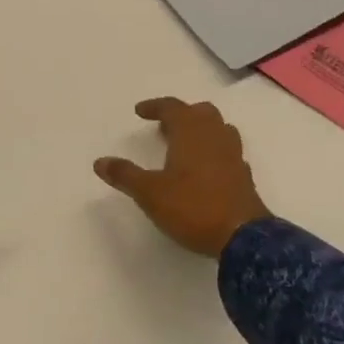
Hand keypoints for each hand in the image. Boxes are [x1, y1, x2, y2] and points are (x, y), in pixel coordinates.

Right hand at [93, 97, 271, 257]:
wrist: (242, 237)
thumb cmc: (192, 207)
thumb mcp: (149, 193)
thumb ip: (125, 175)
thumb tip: (100, 162)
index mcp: (191, 132)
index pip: (172, 107)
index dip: (155, 107)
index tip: (140, 112)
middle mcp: (214, 136)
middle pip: (200, 112)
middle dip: (182, 115)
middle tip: (164, 127)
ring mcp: (233, 155)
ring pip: (218, 129)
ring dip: (201, 130)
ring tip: (185, 144)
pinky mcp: (244, 175)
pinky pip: (228, 151)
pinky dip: (214, 152)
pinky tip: (205, 169)